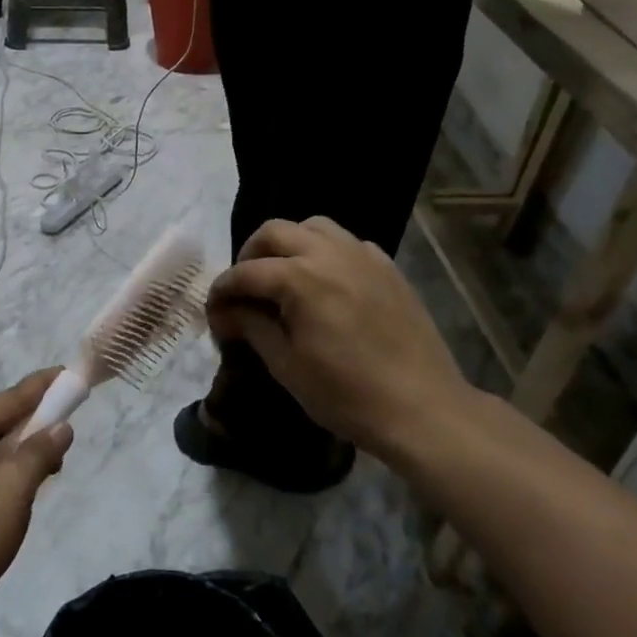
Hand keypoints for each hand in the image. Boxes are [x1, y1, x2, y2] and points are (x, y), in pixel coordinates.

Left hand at [0, 372, 72, 636]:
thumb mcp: (11, 492)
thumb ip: (39, 452)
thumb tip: (61, 426)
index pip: (12, 396)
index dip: (47, 387)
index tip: (73, 375)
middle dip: (33, 432)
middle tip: (63, 453)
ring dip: (16, 461)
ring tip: (40, 483)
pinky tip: (9, 503)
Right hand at [206, 219, 481, 461]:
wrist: (423, 409)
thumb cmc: (346, 395)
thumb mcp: (286, 365)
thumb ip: (251, 327)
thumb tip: (225, 311)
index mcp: (301, 279)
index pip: (246, 272)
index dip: (222, 290)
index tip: (213, 312)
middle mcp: (330, 254)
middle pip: (275, 231)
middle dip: (251, 255)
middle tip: (245, 288)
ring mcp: (364, 257)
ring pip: (314, 227)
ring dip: (289, 244)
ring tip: (283, 277)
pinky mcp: (388, 268)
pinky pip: (347, 243)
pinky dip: (326, 253)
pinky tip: (326, 284)